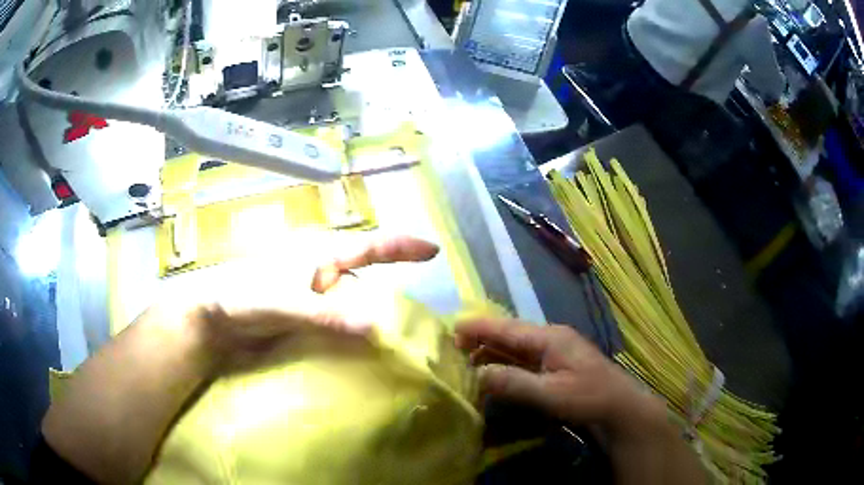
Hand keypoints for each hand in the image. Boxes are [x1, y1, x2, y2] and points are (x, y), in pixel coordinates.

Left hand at [141, 234, 439, 374]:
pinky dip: (353, 331)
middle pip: (365, 276)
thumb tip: (373, 326)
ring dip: (372, 314)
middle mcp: (319, 272)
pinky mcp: (304, 316)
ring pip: (352, 301)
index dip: (401, 246)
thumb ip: (325, 314)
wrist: (212, 320)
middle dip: (392, 287)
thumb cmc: (244, 298)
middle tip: (417, 315)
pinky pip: (338, 321)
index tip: (433, 250)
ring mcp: (312, 295)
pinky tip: (362, 348)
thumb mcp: (284, 303)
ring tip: (397, 337)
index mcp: (317, 256)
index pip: (368, 246)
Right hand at [454, 319, 665, 439]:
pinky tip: (495, 372)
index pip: (507, 328)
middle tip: (454, 349)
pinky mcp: (557, 366)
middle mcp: (551, 339)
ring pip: (516, 347)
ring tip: (467, 360)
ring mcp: (555, 352)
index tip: (452, 328)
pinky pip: (525, 359)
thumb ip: (514, 383)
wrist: (620, 409)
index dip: (479, 327)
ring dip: (493, 352)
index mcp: (549, 338)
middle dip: (482, 339)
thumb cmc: (588, 398)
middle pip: (510, 335)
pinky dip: (507, 363)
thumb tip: (478, 373)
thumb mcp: (550, 394)